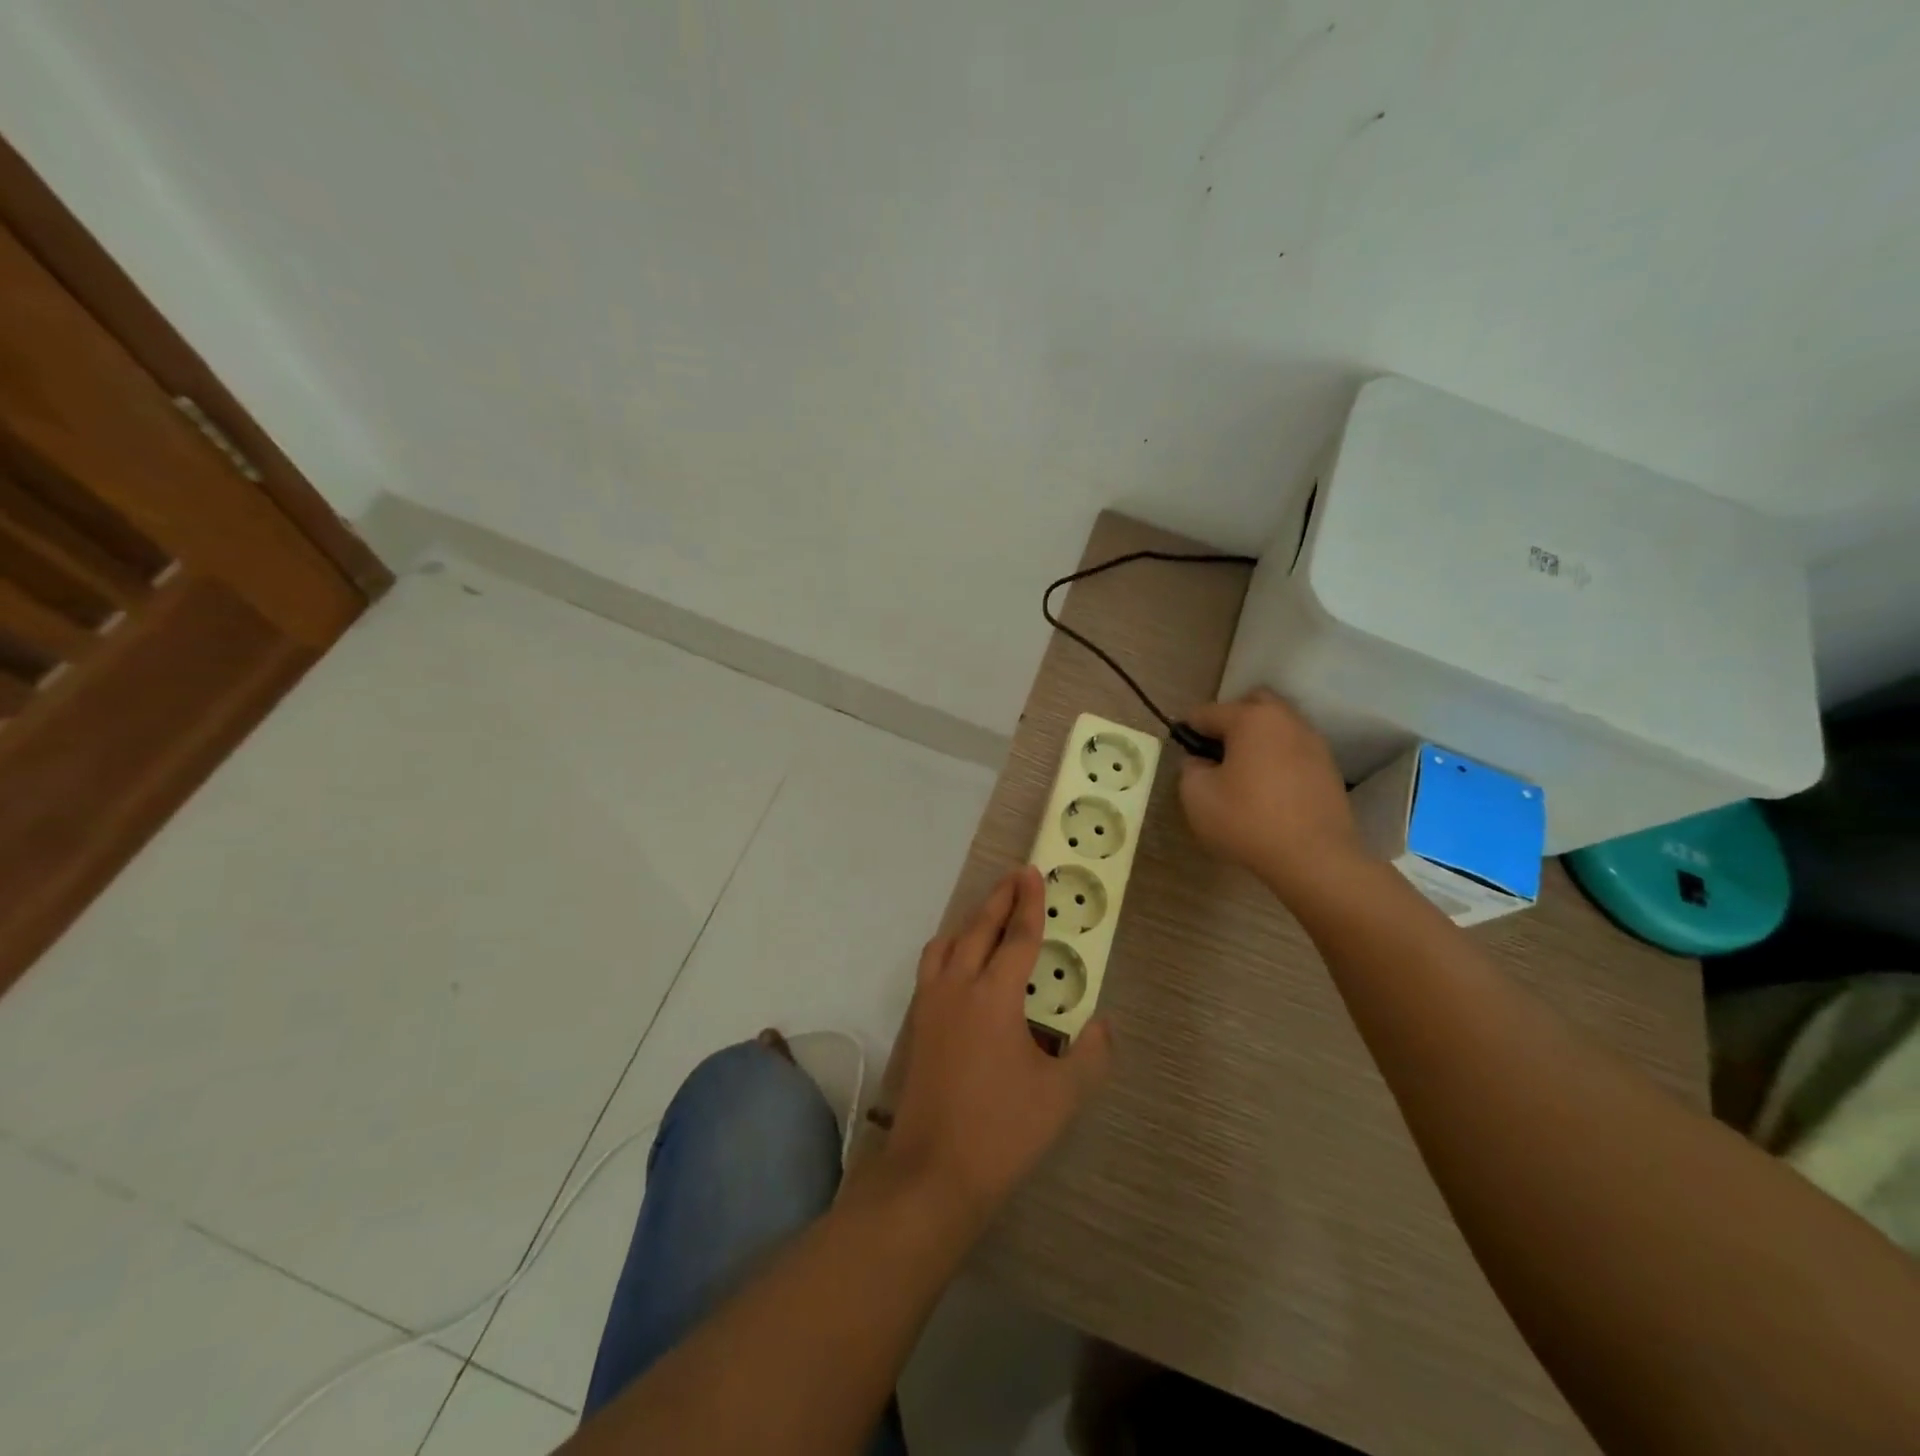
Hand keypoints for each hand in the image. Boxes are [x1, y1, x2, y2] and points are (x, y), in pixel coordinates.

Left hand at [883, 867, 1112, 1224]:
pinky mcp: (917, 1023)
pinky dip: (950, 949)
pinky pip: (932, 966)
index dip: (1030, 903)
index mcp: (994, 996)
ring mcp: (931, 1003)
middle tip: (1016, 877)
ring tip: (990, 919)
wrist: (934, 1171)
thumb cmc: (1003, 1130)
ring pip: (948, 943)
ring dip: (970, 922)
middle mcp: (958, 987)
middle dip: (1000, 899)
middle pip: (978, 928)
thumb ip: (1091, 1055)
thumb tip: (1103, 1026)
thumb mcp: (1063, 1095)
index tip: (1033, 873)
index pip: (1017, 936)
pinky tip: (962, 966)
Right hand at [1178, 690, 1368, 901]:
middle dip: (1230, 722)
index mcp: (1250, 719)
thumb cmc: (1247, 820)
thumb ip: (1190, 769)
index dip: (1188, 731)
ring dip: (1257, 740)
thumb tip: (1200, 762)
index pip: (1207, 712)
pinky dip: (1278, 759)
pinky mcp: (1328, 768)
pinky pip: (1294, 750)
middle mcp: (1285, 720)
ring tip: (1244, 773)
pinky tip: (1269, 789)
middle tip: (1217, 754)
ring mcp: (1313, 742)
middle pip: (1251, 705)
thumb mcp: (1197, 796)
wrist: (1314, 858)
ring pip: (1277, 727)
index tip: (1182, 754)